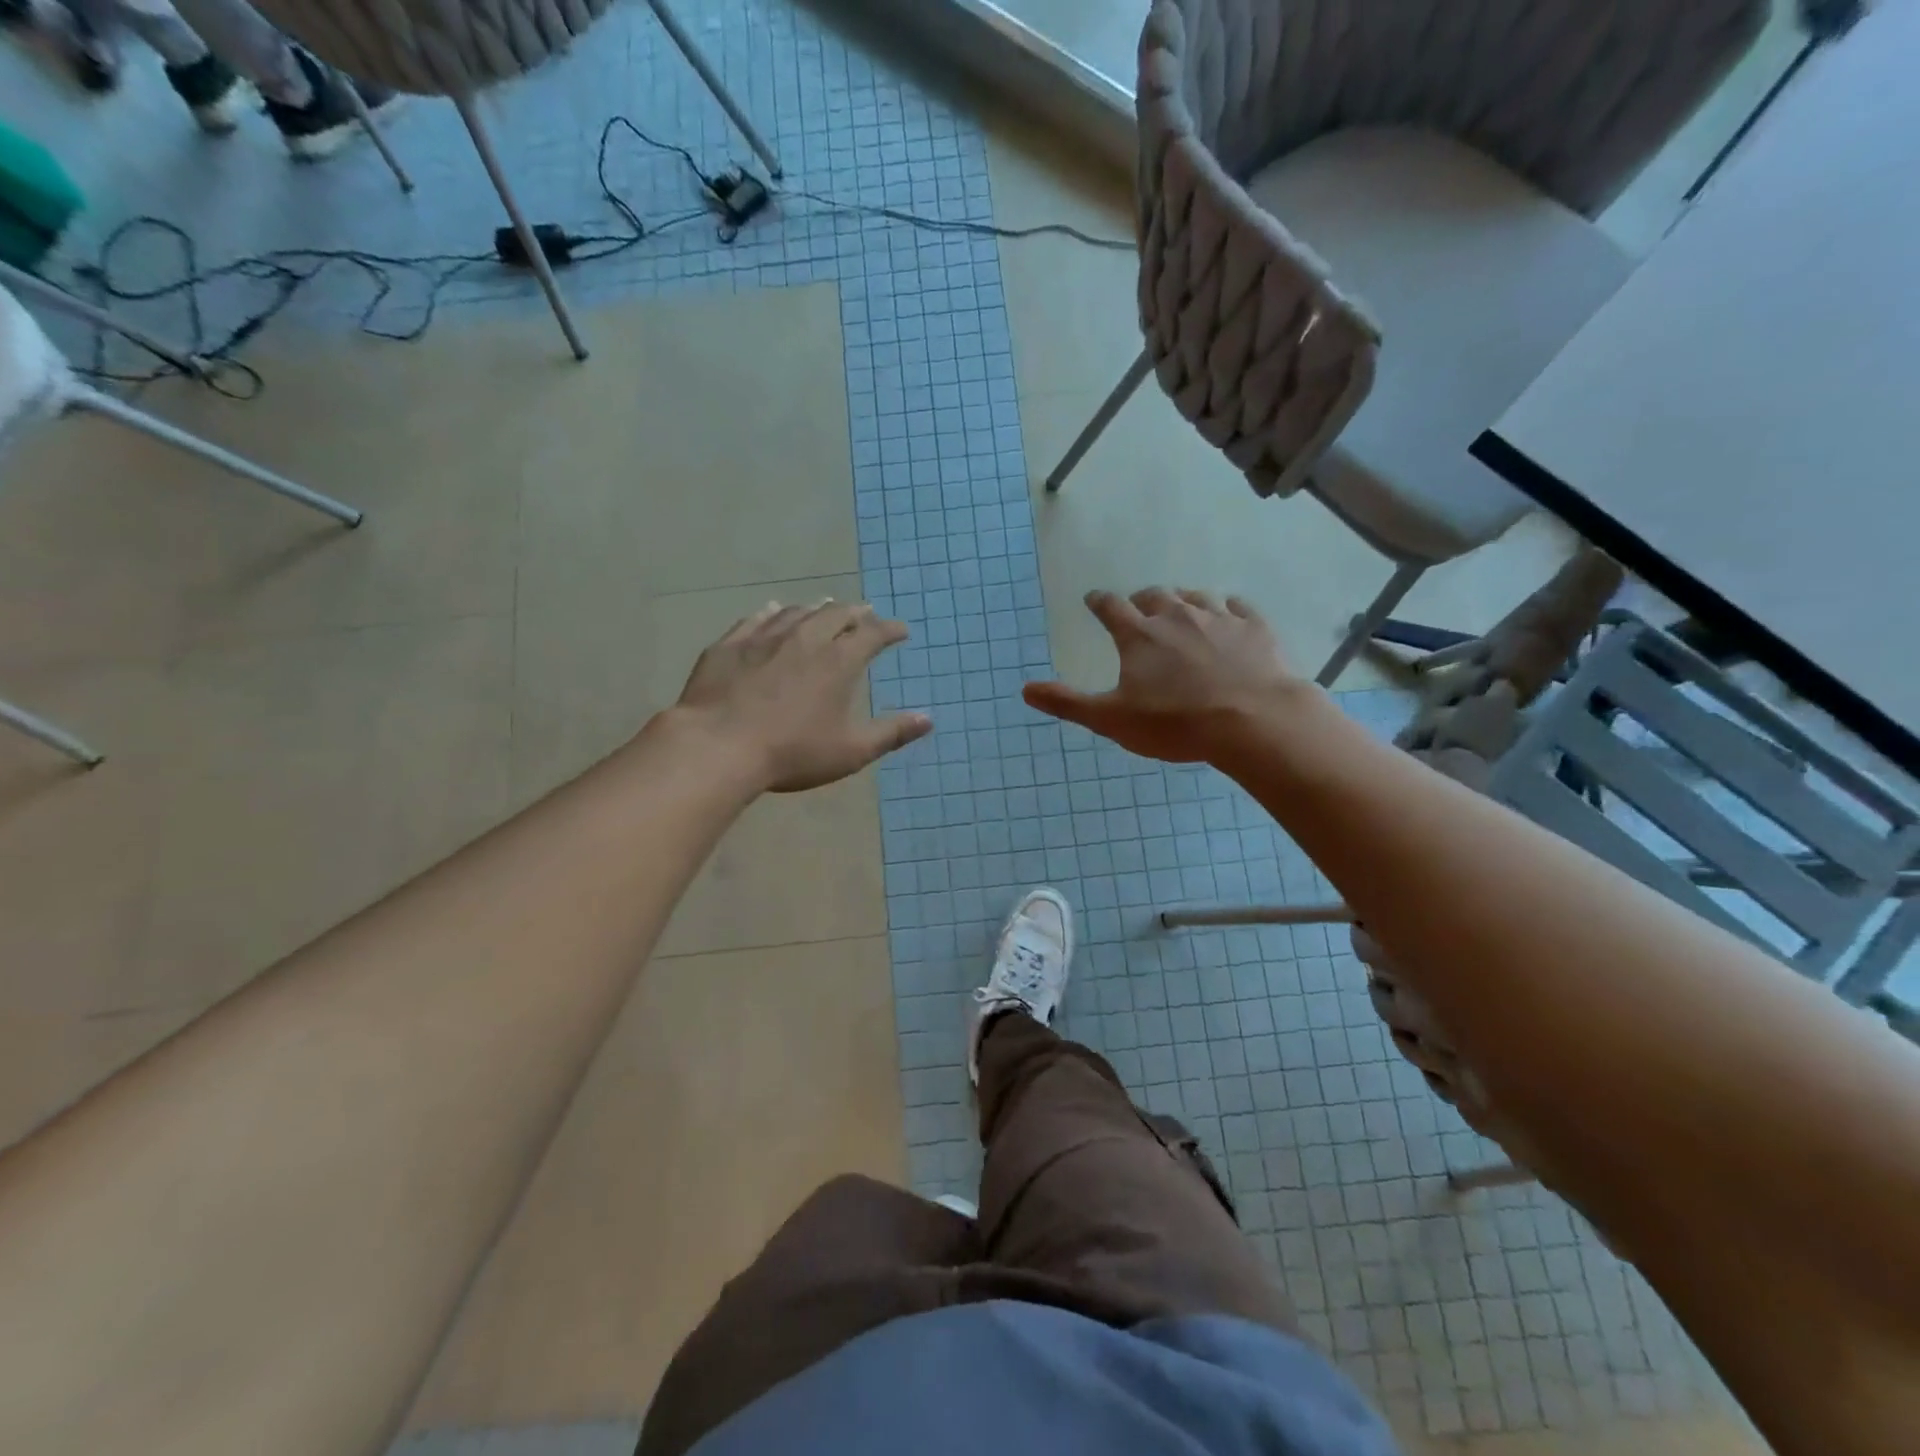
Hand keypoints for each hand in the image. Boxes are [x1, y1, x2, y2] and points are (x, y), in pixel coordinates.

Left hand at [675, 599, 931, 792]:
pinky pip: (756, 618)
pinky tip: (773, 611)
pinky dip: (772, 613)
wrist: (718, 747)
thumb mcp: (851, 751)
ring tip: (825, 608)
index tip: (901, 631)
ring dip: (817, 609)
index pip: (873, 634)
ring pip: (797, 612)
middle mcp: (805, 638)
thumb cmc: (792, 753)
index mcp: (838, 661)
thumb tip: (928, 719)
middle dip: (855, 613)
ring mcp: (764, 638)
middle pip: (836, 614)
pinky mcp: (730, 645)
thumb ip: (891, 733)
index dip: (890, 630)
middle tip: (865, 614)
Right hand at [1023, 588, 1306, 761]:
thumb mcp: (1111, 719)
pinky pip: (1238, 606)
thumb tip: (1025, 689)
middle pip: (1154, 596)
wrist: (1253, 721)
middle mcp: (1176, 616)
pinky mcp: (1254, 628)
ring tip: (1181, 609)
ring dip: (1183, 601)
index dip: (1098, 602)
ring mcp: (1218, 618)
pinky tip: (1229, 614)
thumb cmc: (1175, 723)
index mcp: (1138, 635)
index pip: (1110, 607)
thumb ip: (1068, 703)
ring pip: (1195, 597)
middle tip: (1138, 608)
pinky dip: (1228, 608)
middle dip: (1142, 599)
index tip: (1093, 599)